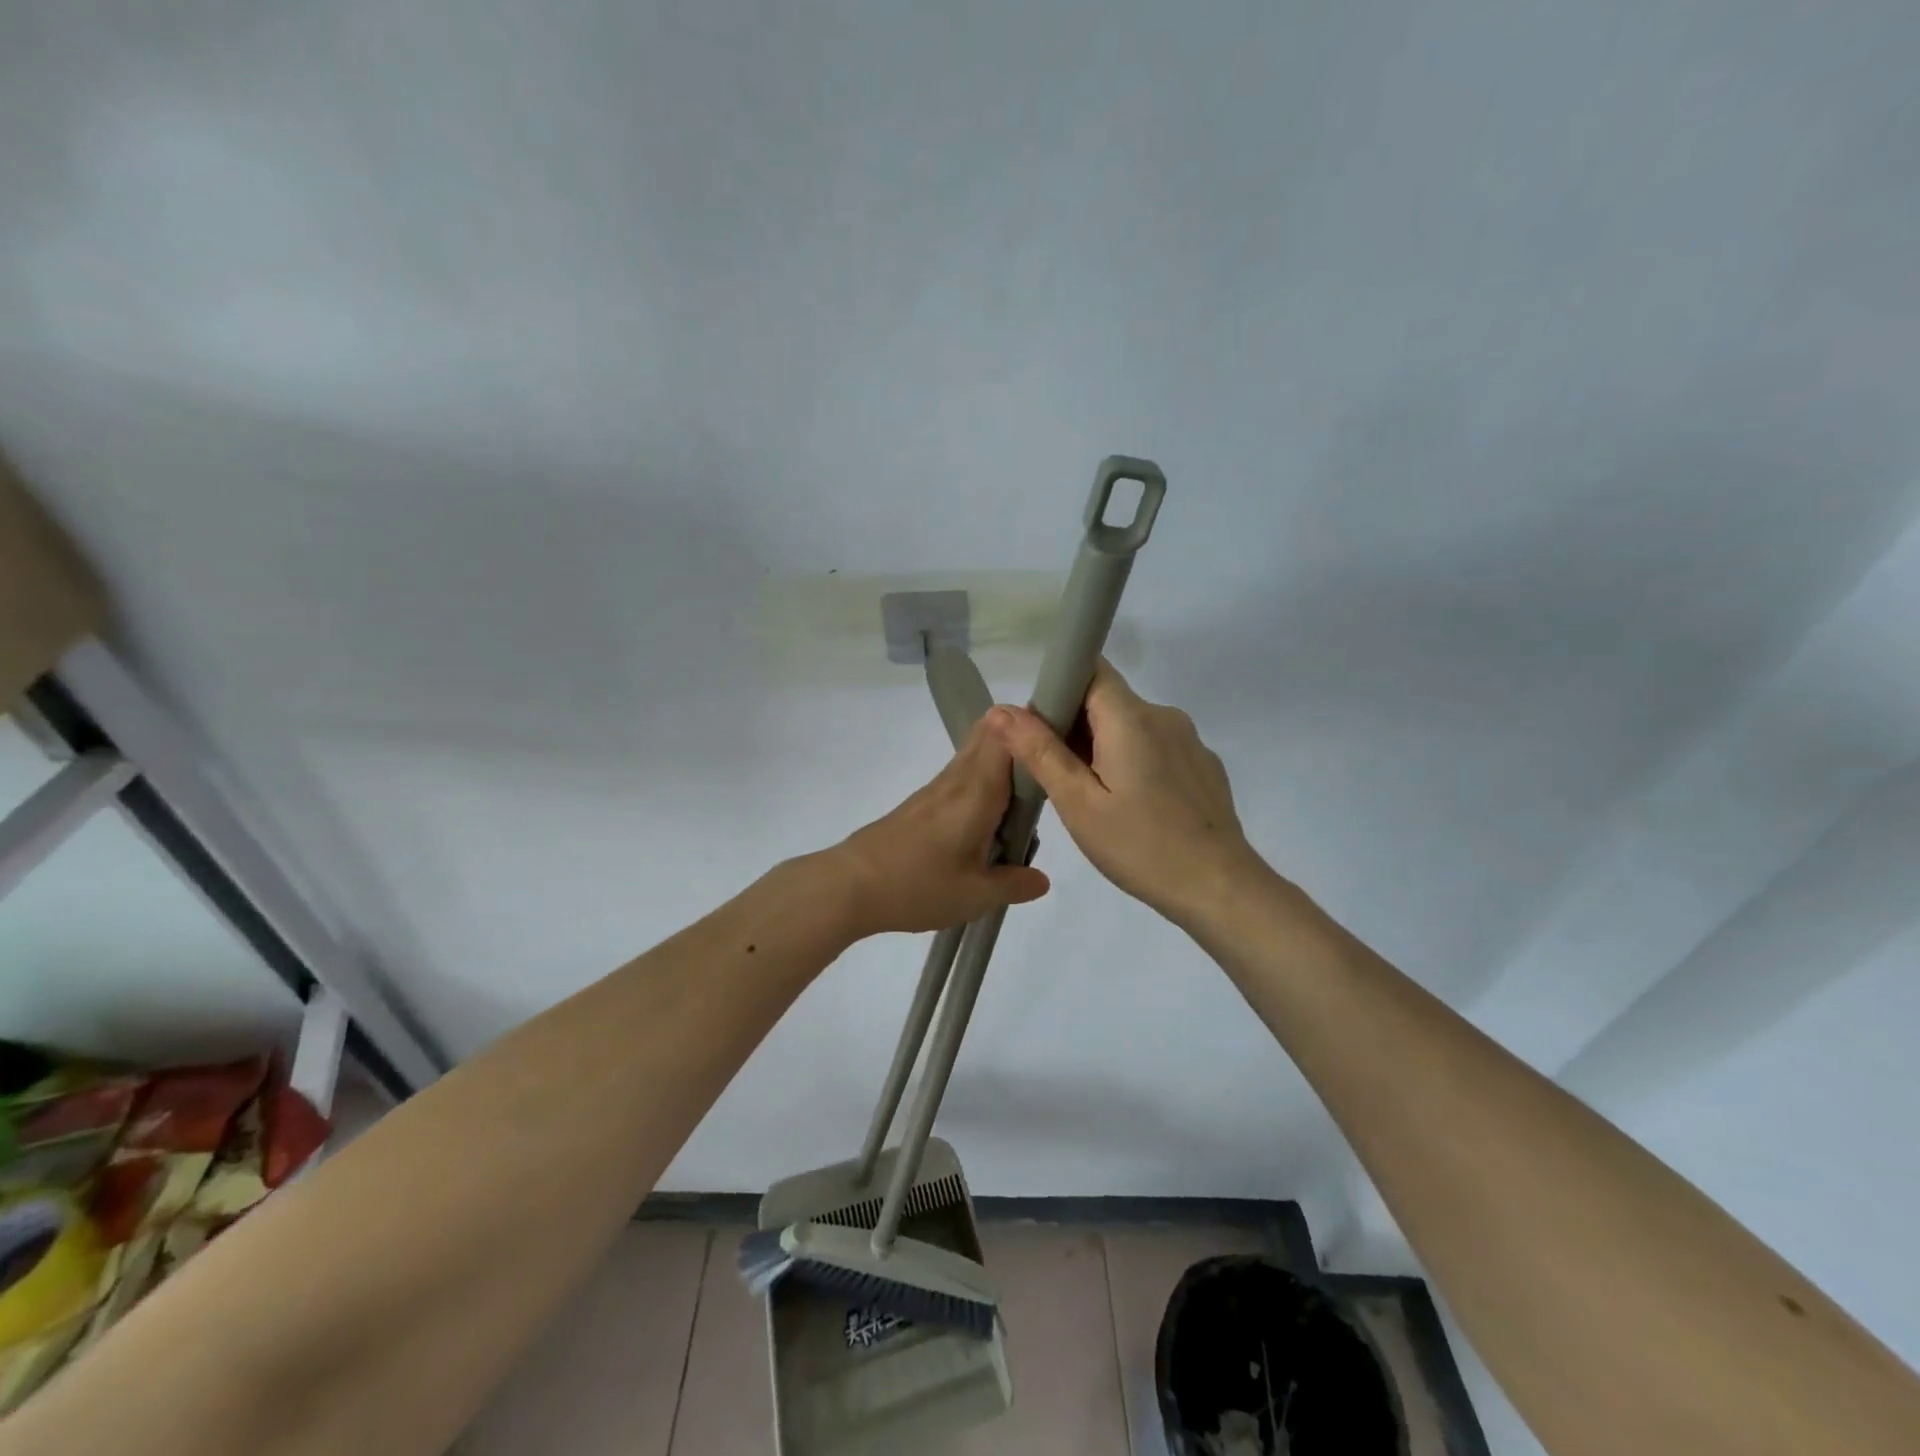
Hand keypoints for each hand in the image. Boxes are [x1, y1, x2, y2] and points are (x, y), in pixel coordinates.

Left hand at [832, 718, 1051, 936]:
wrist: (850, 886)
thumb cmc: (918, 885)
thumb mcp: (976, 895)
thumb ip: (1014, 884)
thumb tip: (1041, 879)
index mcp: (978, 790)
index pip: (1007, 734)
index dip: (1034, 729)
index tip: (1060, 744)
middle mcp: (958, 779)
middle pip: (991, 736)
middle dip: (1022, 742)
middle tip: (1050, 771)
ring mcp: (936, 789)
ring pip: (976, 756)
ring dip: (1003, 766)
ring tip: (1027, 801)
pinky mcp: (921, 803)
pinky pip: (962, 778)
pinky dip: (983, 784)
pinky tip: (990, 821)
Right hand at [984, 661, 1267, 924]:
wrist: (1219, 888)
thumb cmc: (1141, 846)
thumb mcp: (1078, 803)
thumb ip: (1040, 751)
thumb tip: (1001, 710)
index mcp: (1131, 717)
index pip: (1090, 669)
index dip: (1059, 687)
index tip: (1040, 728)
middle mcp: (1164, 715)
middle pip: (1108, 700)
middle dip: (1076, 727)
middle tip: (1057, 777)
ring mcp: (1189, 741)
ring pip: (1131, 727)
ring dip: (1104, 749)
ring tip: (1094, 799)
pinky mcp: (1203, 765)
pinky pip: (1156, 748)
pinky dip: (1134, 764)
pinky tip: (1133, 809)